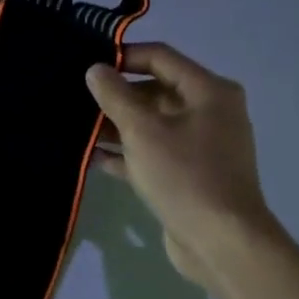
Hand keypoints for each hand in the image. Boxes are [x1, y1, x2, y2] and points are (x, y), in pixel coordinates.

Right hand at [86, 43, 281, 285]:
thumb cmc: (184, 175)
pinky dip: (128, 154)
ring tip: (79, 128)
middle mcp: (210, 112)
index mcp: (208, 91)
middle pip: (156, 91)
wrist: (221, 241)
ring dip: (118, 126)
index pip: (161, 57)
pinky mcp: (190, 175)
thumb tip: (96, 69)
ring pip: (153, 125)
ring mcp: (201, 146)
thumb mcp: (143, 131)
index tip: (88, 66)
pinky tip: (95, 159)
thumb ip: (116, 97)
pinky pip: (154, 153)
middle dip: (117, 96)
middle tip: (77, 99)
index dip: (123, 57)